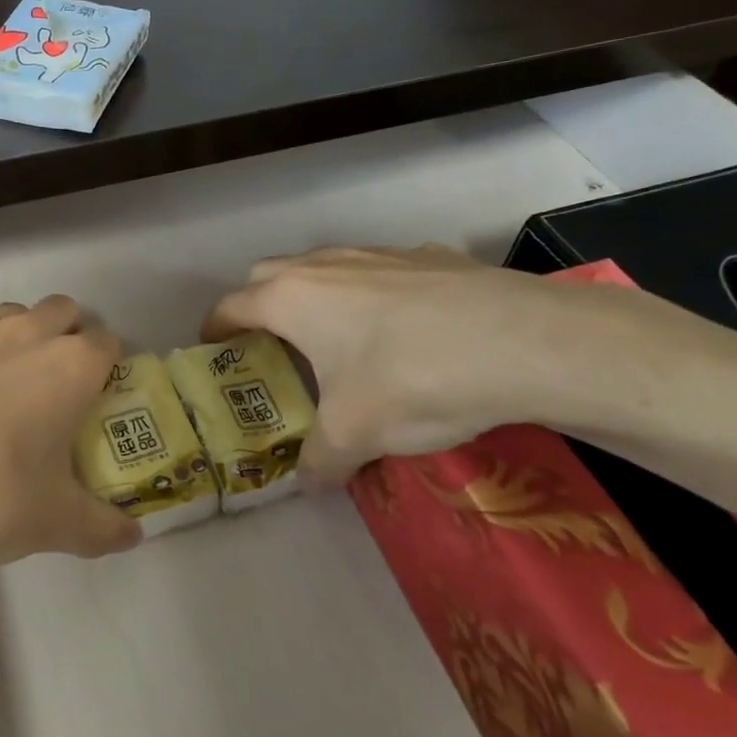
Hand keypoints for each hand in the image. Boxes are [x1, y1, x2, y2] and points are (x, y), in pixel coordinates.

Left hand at [0, 296, 141, 582]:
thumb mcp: (52, 525)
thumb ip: (101, 528)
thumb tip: (132, 536)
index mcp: (68, 365)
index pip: (107, 341)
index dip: (106, 367)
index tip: (95, 399)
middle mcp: (21, 332)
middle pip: (61, 311)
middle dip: (65, 337)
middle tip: (51, 390)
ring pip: (5, 316)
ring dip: (12, 340)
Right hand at [205, 245, 620, 483]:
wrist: (522, 342)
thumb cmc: (411, 380)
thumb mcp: (356, 435)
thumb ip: (320, 460)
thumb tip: (309, 483)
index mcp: (291, 298)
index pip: (231, 306)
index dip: (215, 330)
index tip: (214, 352)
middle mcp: (323, 264)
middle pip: (268, 275)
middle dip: (259, 306)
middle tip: (273, 348)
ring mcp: (376, 252)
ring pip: (324, 267)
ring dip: (315, 297)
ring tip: (337, 340)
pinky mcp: (426, 255)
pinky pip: (378, 271)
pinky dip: (371, 294)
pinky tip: (405, 330)